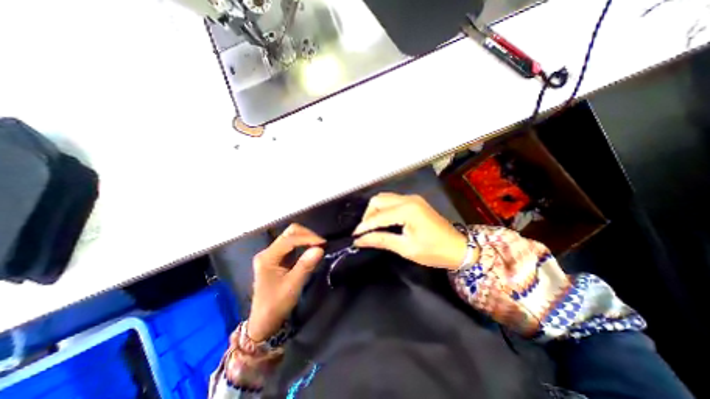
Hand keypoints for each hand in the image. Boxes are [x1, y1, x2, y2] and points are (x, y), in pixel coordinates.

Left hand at [248, 222, 322, 340]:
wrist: (264, 322)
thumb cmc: (276, 305)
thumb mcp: (293, 286)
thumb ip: (306, 265)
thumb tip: (320, 249)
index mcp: (268, 257)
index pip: (290, 239)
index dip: (308, 238)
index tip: (323, 243)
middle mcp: (269, 252)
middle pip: (290, 233)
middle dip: (307, 235)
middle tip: (321, 244)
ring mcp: (273, 254)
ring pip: (291, 236)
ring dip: (306, 238)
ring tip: (319, 246)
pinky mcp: (278, 258)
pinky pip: (293, 245)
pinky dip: (304, 244)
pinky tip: (311, 250)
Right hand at [352, 192, 472, 269]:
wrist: (458, 248)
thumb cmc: (434, 251)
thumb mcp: (406, 248)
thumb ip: (381, 240)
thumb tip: (360, 240)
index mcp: (407, 210)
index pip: (378, 216)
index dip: (364, 226)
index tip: (354, 237)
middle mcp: (408, 199)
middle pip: (378, 200)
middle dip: (368, 215)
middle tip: (365, 232)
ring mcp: (412, 198)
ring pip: (384, 198)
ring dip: (375, 211)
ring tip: (372, 227)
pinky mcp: (414, 201)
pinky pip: (392, 201)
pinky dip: (383, 209)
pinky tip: (382, 221)